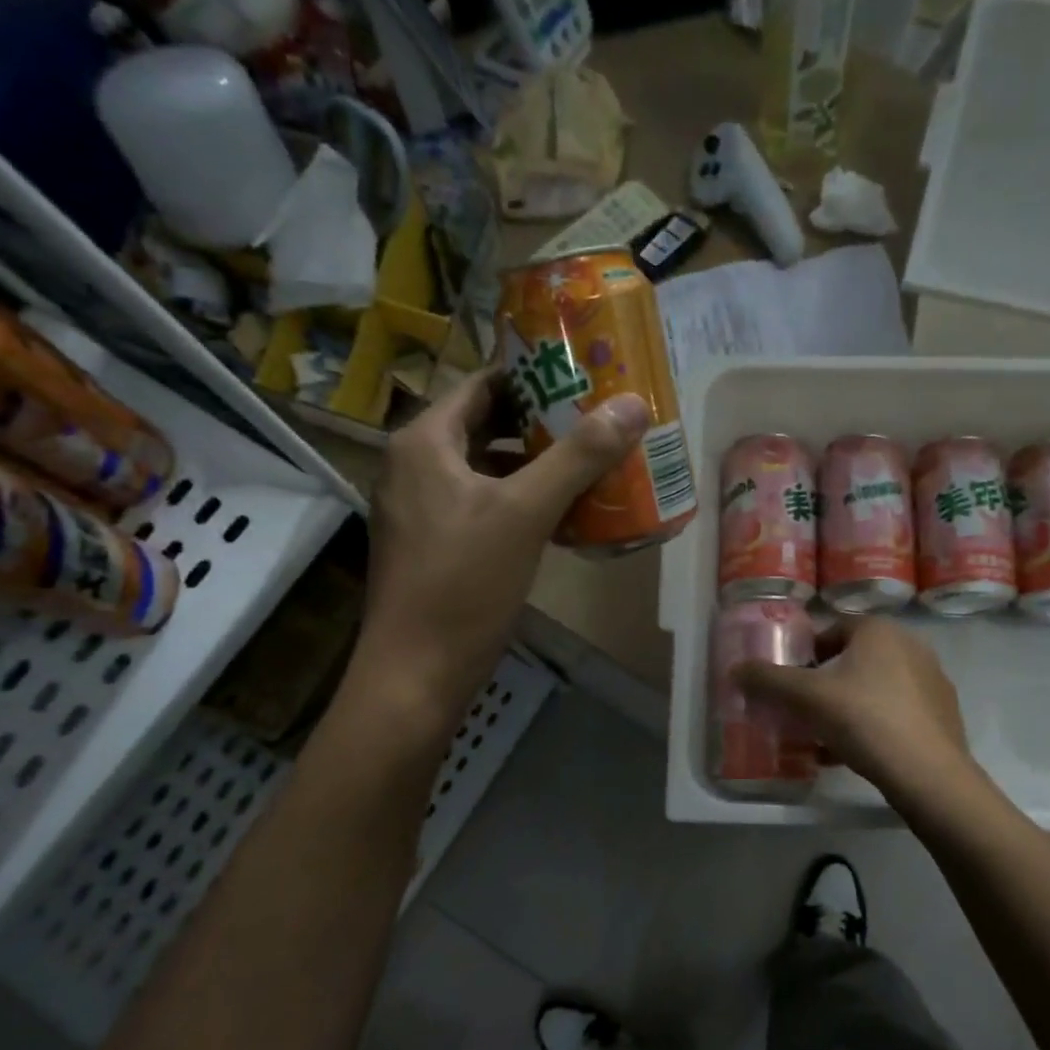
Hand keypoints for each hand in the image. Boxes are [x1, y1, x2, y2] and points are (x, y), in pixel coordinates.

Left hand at [353, 368, 648, 714]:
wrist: (417, 673)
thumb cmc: (464, 584)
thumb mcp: (525, 513)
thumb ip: (578, 456)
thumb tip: (633, 404)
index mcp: (425, 442)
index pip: (485, 385)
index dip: (535, 376)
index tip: (587, 377)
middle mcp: (416, 464)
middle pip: (488, 424)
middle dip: (545, 422)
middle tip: (601, 420)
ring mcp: (422, 506)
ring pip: (488, 467)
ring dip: (537, 464)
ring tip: (594, 462)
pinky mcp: (435, 542)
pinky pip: (484, 503)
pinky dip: (522, 500)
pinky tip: (566, 513)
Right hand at [737, 617, 973, 799]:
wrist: (928, 774)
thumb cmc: (864, 720)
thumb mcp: (806, 698)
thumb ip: (768, 680)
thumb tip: (734, 670)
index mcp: (879, 629)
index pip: (831, 631)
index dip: (805, 655)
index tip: (790, 683)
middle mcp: (910, 645)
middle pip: (852, 660)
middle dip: (824, 683)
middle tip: (803, 711)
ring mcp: (931, 680)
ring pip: (874, 688)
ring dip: (846, 706)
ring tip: (823, 737)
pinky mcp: (942, 714)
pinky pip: (895, 711)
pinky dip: (871, 725)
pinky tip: (852, 754)